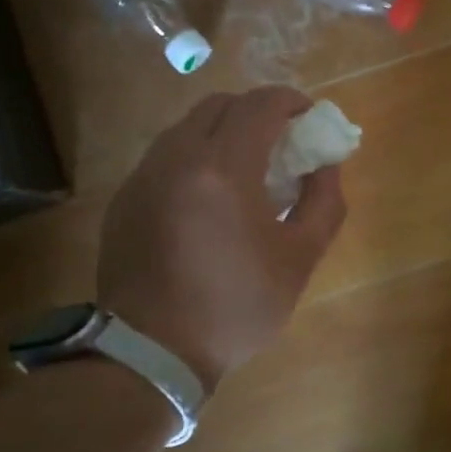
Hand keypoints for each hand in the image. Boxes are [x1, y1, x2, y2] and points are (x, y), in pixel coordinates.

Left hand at [98, 87, 346, 389]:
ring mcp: (144, 175)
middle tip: (281, 141)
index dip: (292, 101)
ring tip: (247, 170)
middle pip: (221, 105)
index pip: (261, 105)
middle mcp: (176, 157)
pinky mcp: (126, 197)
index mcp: (223, 168)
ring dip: (223, 132)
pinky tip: (210, 199)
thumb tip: (324, 164)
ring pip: (188, 128)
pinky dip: (195, 158)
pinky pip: (166, 156)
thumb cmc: (236, 306)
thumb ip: (323, 202)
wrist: (152, 350)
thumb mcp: (299, 259)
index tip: (310, 117)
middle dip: (257, 111)